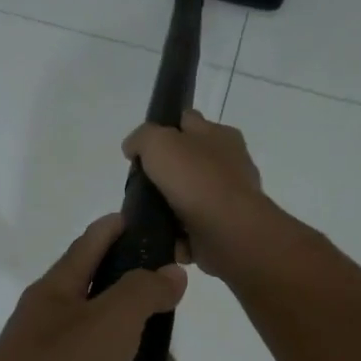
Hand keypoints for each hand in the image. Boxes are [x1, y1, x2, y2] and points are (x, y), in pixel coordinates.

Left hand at [0, 214, 185, 360]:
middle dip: (147, 339)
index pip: (91, 245)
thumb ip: (143, 293)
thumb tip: (170, 272)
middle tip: (170, 359)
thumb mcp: (109, 322)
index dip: (119, 228)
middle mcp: (53, 330)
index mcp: (59, 294)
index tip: (150, 223)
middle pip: (110, 317)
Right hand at [122, 109, 276, 279]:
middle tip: (140, 185)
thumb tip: (132, 148)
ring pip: (188, 199)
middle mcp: (228, 164)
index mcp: (220, 135)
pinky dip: (176, 236)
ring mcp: (228, 199)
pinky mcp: (223, 230)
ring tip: (144, 216)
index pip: (188, 122)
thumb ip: (142, 138)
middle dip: (164, 174)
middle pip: (187, 163)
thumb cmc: (196, 179)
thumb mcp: (159, 142)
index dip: (164, 130)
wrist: (227, 232)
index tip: (142, 150)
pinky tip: (161, 238)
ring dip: (168, 208)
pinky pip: (192, 230)